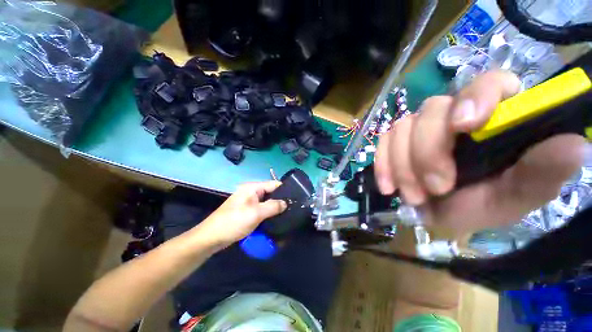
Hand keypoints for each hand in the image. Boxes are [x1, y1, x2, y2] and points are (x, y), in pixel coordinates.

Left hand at [196, 181, 286, 247]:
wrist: (212, 238)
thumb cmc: (234, 222)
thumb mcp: (256, 213)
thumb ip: (273, 206)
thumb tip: (286, 203)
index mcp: (252, 187)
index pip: (273, 184)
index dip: (285, 190)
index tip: (296, 198)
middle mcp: (251, 192)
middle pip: (271, 193)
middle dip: (281, 200)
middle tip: (292, 208)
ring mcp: (249, 202)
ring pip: (267, 202)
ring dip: (275, 207)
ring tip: (287, 214)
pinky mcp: (247, 211)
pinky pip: (261, 209)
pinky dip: (268, 213)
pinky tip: (275, 219)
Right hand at [375, 70, 586, 231]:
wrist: (446, 212)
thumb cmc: (486, 202)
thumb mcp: (518, 195)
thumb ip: (542, 172)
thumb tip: (575, 144)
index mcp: (494, 116)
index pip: (488, 83)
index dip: (474, 98)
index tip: (463, 126)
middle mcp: (453, 114)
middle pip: (431, 111)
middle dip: (428, 153)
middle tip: (436, 188)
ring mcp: (419, 127)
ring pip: (401, 128)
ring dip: (404, 166)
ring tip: (414, 195)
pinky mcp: (396, 141)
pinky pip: (382, 143)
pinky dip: (383, 165)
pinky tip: (388, 186)